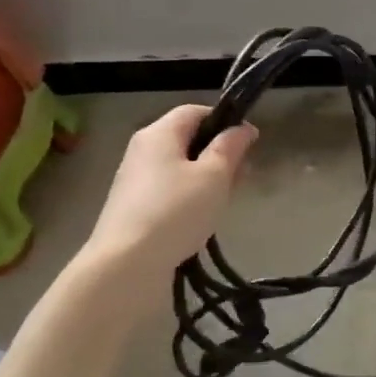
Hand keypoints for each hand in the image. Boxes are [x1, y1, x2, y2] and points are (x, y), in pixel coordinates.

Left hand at [82, 105, 257, 281]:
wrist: (126, 264)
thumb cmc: (176, 210)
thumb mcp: (214, 175)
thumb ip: (231, 147)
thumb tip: (242, 128)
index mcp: (159, 133)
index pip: (196, 112)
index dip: (225, 121)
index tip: (249, 143)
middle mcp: (143, 150)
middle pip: (188, 140)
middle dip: (220, 153)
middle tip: (243, 176)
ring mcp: (135, 180)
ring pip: (182, 167)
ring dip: (208, 178)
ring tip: (226, 200)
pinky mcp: (134, 207)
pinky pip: (170, 190)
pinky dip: (191, 197)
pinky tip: (203, 217)